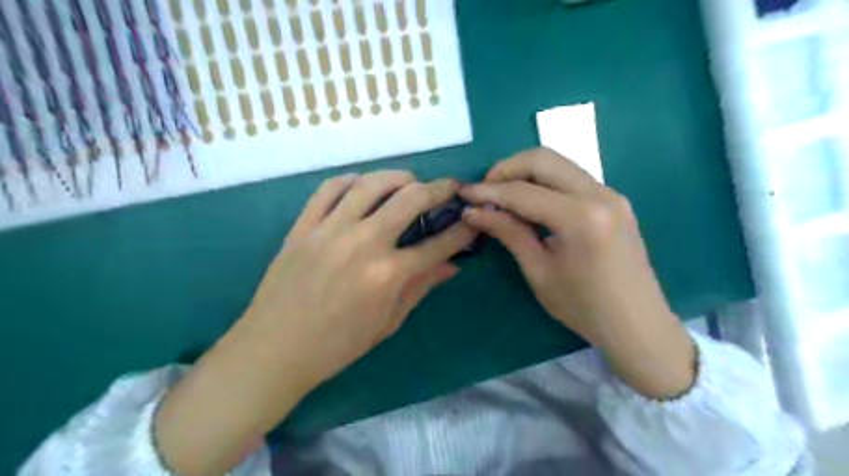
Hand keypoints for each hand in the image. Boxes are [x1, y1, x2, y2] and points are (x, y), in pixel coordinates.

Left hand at [154, 170, 474, 474]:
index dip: (462, 231)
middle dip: (439, 189)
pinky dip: (352, 181)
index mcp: (387, 275)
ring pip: (371, 184)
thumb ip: (421, 288)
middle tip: (449, 188)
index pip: (438, 244)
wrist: (274, 349)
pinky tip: (363, 186)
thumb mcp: (388, 323)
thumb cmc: (336, 345)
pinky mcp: (303, 226)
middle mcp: (363, 243)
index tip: (472, 220)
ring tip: (410, 182)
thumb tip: (451, 266)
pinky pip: (329, 188)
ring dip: (399, 177)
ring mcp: (330, 230)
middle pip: (410, 199)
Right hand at [462, 149, 692, 400]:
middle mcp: (599, 194)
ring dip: (525, 173)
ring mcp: (611, 193)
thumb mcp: (539, 272)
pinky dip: (545, 182)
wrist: (638, 325)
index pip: (523, 192)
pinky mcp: (614, 200)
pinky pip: (571, 178)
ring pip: (558, 164)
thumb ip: (508, 233)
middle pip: (543, 159)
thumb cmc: (584, 307)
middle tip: (484, 191)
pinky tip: (530, 202)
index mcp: (580, 217)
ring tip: (501, 195)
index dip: (488, 191)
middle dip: (506, 169)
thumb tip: (474, 212)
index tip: (463, 194)